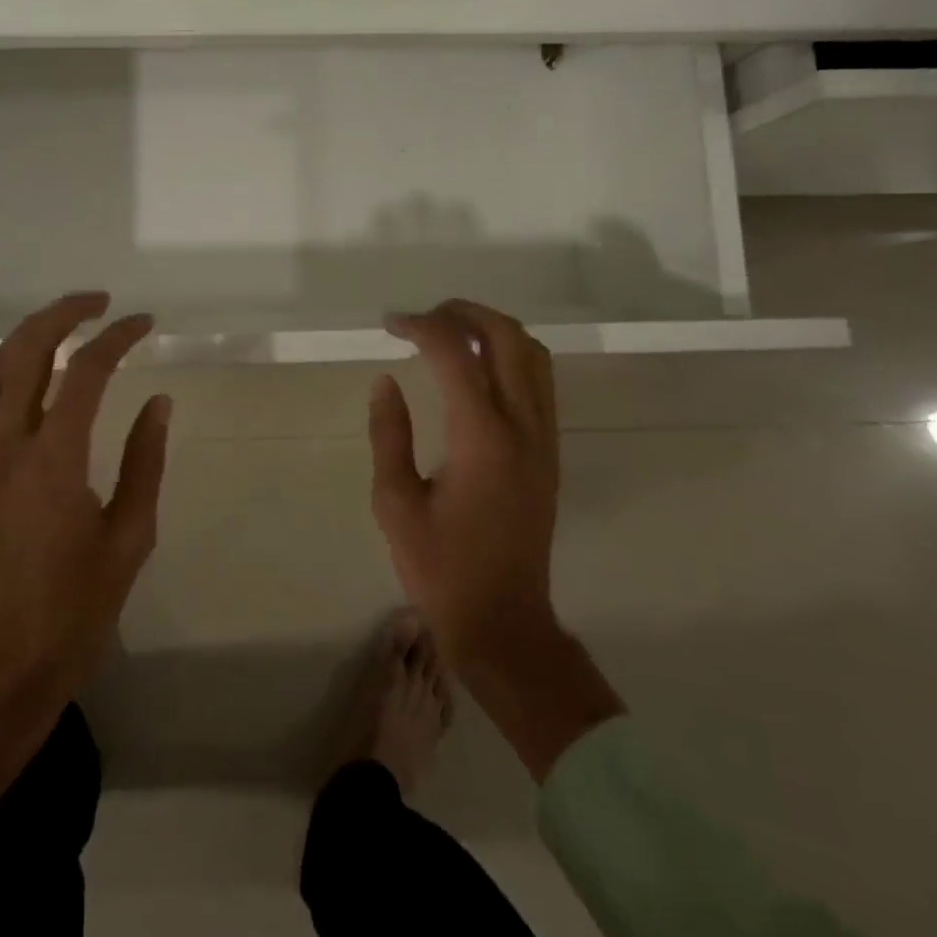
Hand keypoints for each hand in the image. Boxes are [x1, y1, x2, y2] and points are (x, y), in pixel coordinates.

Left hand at [0, 293, 169, 809]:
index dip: (117, 338)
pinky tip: (30, 371)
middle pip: (25, 353)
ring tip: (66, 322)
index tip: (144, 322)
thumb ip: (144, 462)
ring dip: (28, 335)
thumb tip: (158, 403)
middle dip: (61, 314)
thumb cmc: (74, 610)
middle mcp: (6, 447)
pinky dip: (5, 369)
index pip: (84, 371)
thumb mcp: (130, 538)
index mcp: (53, 462)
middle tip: (99, 302)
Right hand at [371, 300, 622, 778]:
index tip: (390, 324)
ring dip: (493, 329)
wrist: (504, 623)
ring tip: (450, 332)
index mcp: (482, 438)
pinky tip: (477, 369)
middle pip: (508, 338)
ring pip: (534, 355)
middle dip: (464, 313)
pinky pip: (539, 381)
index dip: (421, 326)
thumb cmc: (441, 569)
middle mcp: (523, 427)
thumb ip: (389, 435)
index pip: (456, 354)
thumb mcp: (395, 503)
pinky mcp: (550, 453)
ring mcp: (544, 439)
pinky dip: (510, 355)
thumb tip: (386, 382)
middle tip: (423, 317)